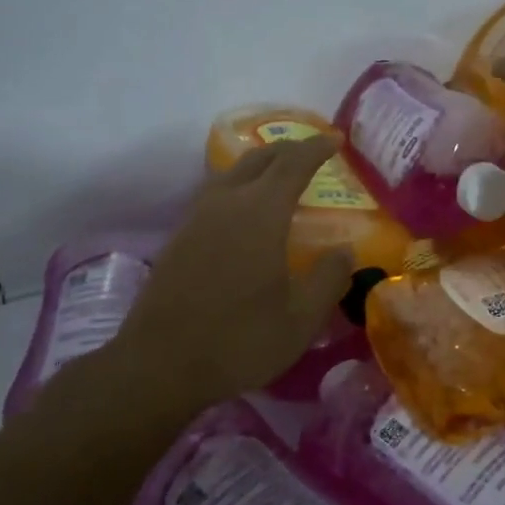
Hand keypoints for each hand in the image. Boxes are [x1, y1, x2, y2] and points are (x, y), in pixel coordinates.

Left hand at [111, 137, 355, 413]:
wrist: (159, 364)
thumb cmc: (238, 340)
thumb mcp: (299, 320)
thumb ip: (328, 280)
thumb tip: (346, 250)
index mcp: (260, 213)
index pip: (293, 164)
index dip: (317, 148)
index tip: (336, 140)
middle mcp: (227, 203)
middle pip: (260, 158)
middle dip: (289, 149)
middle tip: (312, 151)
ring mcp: (197, 217)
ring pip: (232, 171)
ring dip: (260, 163)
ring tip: (279, 172)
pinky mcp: (180, 236)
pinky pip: (215, 191)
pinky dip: (238, 183)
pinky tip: (243, 207)